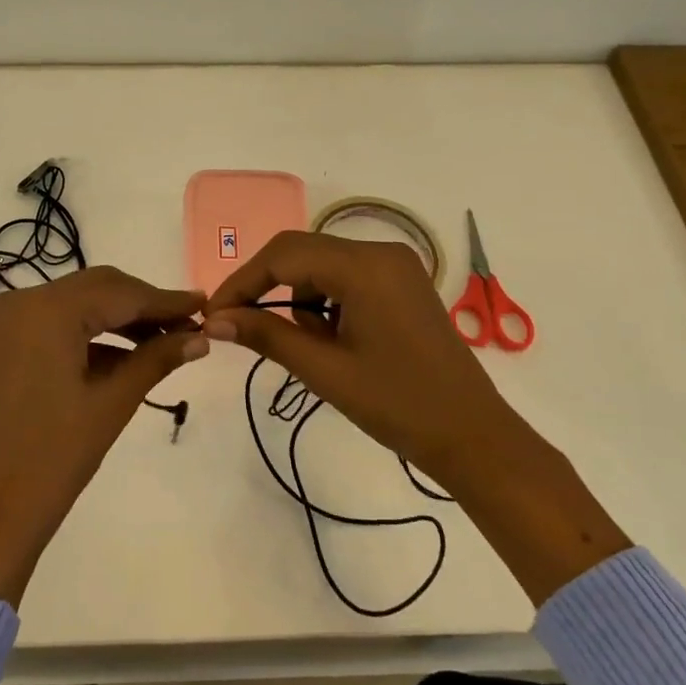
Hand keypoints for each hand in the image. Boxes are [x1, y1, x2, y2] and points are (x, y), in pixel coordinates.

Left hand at [0, 268, 207, 606]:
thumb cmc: (54, 457)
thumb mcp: (112, 403)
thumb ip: (157, 358)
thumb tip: (201, 337)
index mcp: (47, 310)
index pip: (120, 293)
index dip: (166, 300)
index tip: (206, 305)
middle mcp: (23, 300)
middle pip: (98, 288)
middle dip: (144, 306)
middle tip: (190, 325)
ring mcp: (8, 319)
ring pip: (79, 303)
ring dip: (120, 318)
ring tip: (167, 341)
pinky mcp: (5, 341)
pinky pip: (58, 322)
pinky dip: (93, 333)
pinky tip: (129, 353)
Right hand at [200, 231, 525, 492]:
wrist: (471, 433)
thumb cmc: (397, 404)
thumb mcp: (324, 370)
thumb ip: (266, 335)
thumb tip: (214, 321)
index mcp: (364, 266)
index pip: (283, 255)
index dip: (242, 282)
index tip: (214, 315)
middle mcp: (380, 251)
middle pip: (301, 251)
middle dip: (265, 286)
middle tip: (237, 324)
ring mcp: (395, 265)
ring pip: (321, 263)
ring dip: (297, 296)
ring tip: (302, 344)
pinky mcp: (401, 282)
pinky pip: (345, 276)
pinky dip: (324, 299)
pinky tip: (330, 338)